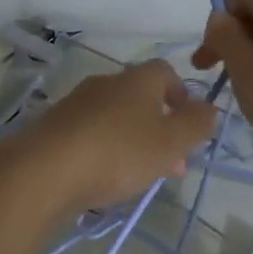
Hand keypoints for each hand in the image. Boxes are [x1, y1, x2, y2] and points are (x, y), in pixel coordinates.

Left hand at [5, 59, 218, 215]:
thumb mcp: (171, 142)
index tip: (190, 126)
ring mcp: (75, 106)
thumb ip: (197, 125)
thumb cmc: (118, 152)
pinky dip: (104, 154)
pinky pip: (89, 138)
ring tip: (140, 178)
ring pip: (114, 121)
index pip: (166, 72)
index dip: (182, 95)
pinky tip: (105, 181)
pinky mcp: (53, 131)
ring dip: (132, 144)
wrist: (44, 172)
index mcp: (137, 80)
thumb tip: (209, 108)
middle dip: (159, 129)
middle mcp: (104, 84)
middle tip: (171, 164)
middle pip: (140, 100)